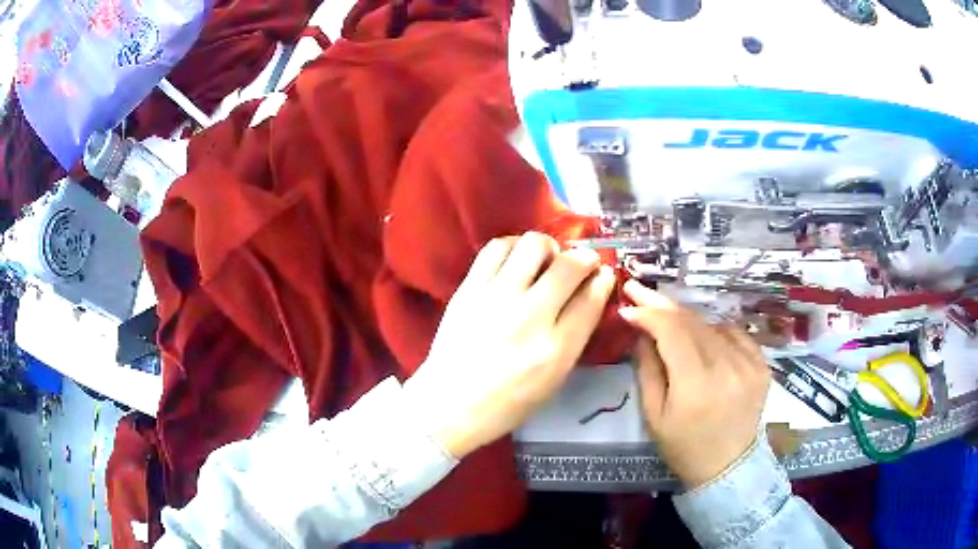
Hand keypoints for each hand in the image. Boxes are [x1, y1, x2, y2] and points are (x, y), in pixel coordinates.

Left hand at [405, 233, 616, 457]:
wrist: (450, 404)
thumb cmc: (507, 402)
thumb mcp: (554, 379)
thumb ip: (575, 336)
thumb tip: (590, 294)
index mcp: (556, 348)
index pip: (591, 297)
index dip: (603, 279)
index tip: (603, 274)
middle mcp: (530, 316)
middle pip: (569, 265)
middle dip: (584, 258)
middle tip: (579, 265)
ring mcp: (496, 298)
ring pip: (533, 245)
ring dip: (547, 248)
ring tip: (544, 261)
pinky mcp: (469, 289)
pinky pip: (497, 248)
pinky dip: (514, 246)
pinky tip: (515, 260)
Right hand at [619, 280, 770, 488]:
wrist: (728, 466)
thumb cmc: (684, 446)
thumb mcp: (654, 416)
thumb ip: (647, 369)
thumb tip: (640, 331)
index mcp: (696, 385)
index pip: (671, 331)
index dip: (648, 313)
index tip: (627, 305)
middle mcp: (727, 367)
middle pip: (692, 322)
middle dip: (662, 304)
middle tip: (639, 290)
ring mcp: (749, 363)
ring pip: (711, 324)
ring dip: (686, 319)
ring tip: (668, 320)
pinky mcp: (761, 364)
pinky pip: (734, 333)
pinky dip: (714, 330)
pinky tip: (703, 337)